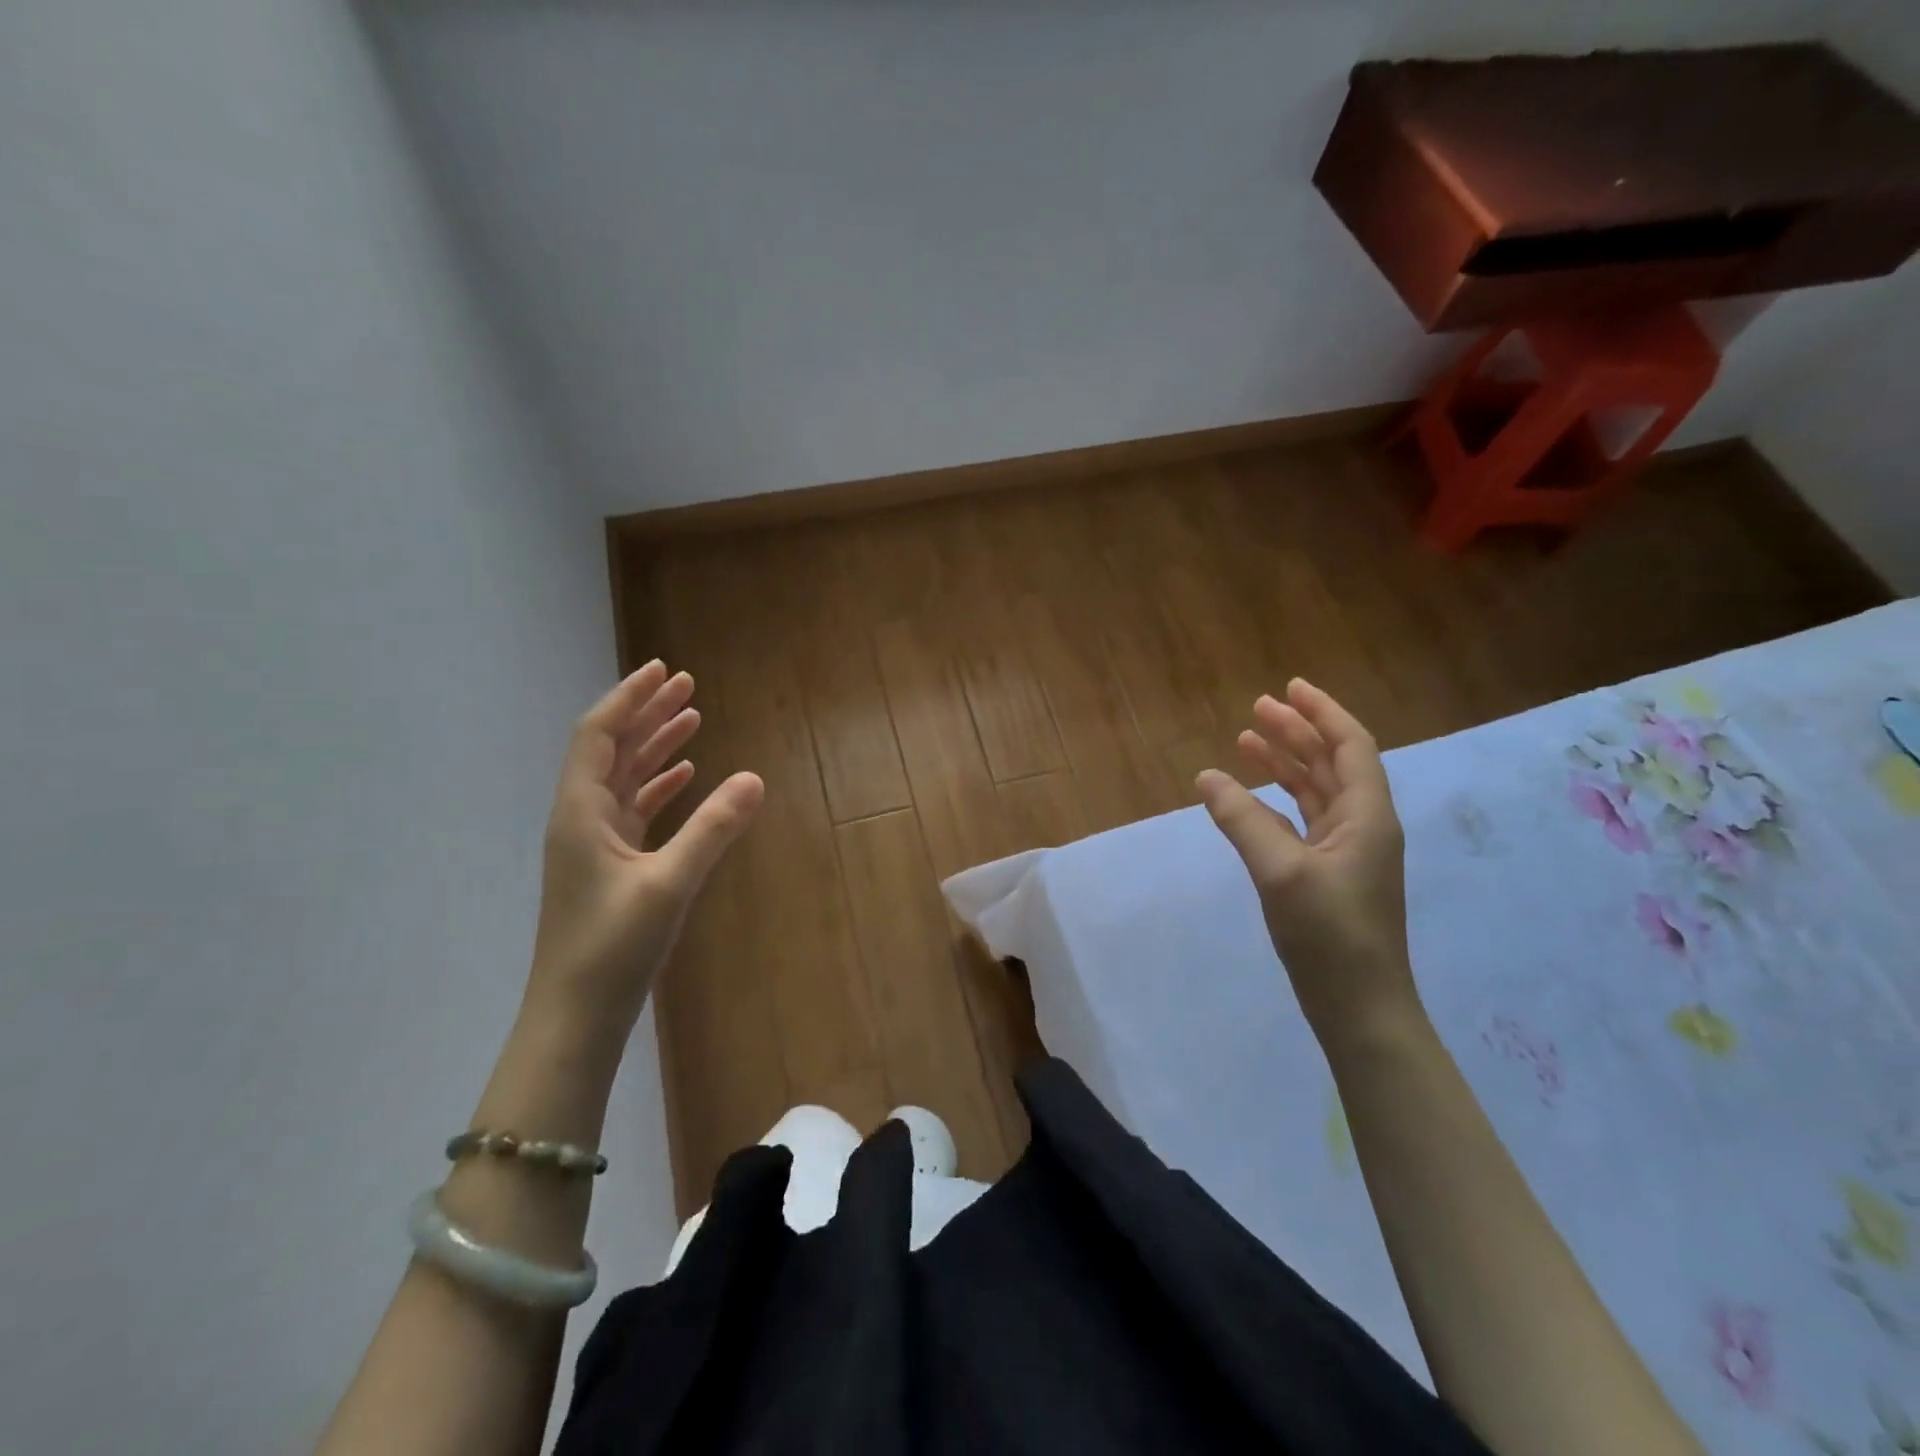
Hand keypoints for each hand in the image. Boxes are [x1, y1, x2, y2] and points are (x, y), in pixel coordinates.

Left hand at [527, 661, 763, 1037]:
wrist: (576, 1016)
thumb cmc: (613, 948)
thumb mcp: (669, 883)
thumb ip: (713, 829)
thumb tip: (755, 778)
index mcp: (580, 811)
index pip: (599, 735)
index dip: (629, 698)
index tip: (663, 670)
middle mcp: (581, 818)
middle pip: (613, 749)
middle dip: (648, 713)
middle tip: (687, 685)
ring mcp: (594, 844)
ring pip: (624, 778)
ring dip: (655, 746)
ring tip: (693, 719)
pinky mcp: (609, 866)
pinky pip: (634, 809)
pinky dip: (660, 786)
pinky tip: (686, 777)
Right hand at [1196, 679, 1420, 1047]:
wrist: (1360, 1008)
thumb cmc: (1330, 935)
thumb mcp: (1281, 872)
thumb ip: (1243, 819)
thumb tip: (1206, 776)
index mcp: (1367, 816)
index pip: (1350, 746)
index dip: (1321, 712)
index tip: (1289, 687)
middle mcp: (1363, 825)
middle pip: (1332, 763)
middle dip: (1297, 732)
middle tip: (1256, 709)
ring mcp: (1348, 851)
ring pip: (1317, 790)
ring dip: (1286, 763)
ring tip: (1246, 741)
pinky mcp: (1330, 874)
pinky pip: (1304, 819)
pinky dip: (1278, 800)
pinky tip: (1250, 796)